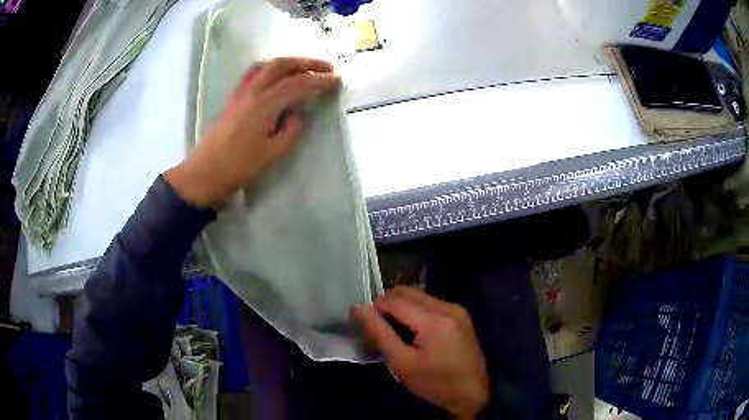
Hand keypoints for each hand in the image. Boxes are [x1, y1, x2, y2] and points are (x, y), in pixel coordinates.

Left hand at [165, 57, 340, 207]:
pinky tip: (275, 76)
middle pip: (283, 65)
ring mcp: (240, 92)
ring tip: (303, 69)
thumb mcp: (273, 153)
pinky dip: (269, 68)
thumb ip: (291, 130)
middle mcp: (253, 90)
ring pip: (267, 65)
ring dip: (288, 62)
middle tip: (326, 68)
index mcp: (265, 104)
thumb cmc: (239, 166)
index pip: (298, 83)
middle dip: (307, 63)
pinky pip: (253, 73)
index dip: (320, 80)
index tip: (337, 80)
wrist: (205, 173)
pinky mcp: (233, 97)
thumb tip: (299, 113)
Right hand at [352, 286, 489, 418]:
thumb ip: (379, 333)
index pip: (395, 301)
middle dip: (387, 303)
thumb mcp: (402, 363)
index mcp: (434, 320)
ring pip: (420, 295)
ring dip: (402, 305)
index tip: (361, 318)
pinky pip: (431, 303)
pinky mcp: (461, 315)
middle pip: (408, 292)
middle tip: (377, 324)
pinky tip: (413, 328)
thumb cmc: (434, 383)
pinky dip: (416, 310)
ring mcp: (457, 309)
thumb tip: (359, 308)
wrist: (472, 393)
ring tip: (393, 327)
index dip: (374, 306)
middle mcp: (448, 307)